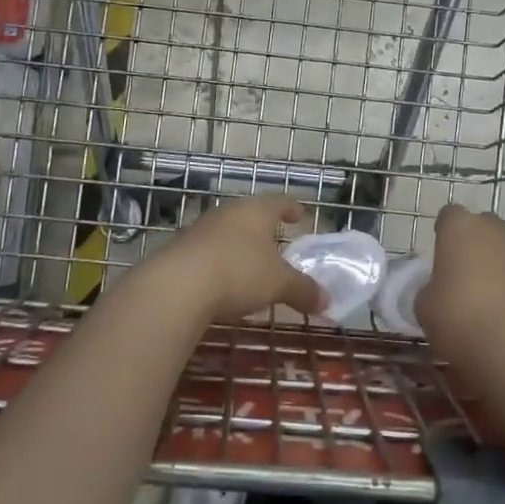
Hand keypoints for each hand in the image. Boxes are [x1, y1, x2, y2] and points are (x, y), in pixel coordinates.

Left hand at [158, 195, 323, 322]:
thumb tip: (327, 301)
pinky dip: (218, 261)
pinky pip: (207, 251)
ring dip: (238, 244)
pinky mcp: (180, 249)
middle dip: (263, 227)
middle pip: (251, 214)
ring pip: (227, 231)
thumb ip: (303, 290)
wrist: (177, 286)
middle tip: (275, 239)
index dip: (291, 208)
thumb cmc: (239, 273)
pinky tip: (221, 280)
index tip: (299, 213)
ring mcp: (201, 228)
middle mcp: (229, 212)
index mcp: (257, 211)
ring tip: (249, 262)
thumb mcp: (279, 284)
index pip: (279, 202)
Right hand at [417, 203, 504, 369]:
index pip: (449, 216)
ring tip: (482, 299)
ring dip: (493, 266)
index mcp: (459, 228)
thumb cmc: (460, 318)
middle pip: (480, 228)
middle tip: (459, 275)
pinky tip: (502, 314)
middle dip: (471, 245)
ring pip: (502, 250)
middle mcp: (493, 230)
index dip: (443, 232)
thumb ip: (428, 290)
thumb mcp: (424, 308)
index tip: (438, 254)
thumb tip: (438, 291)